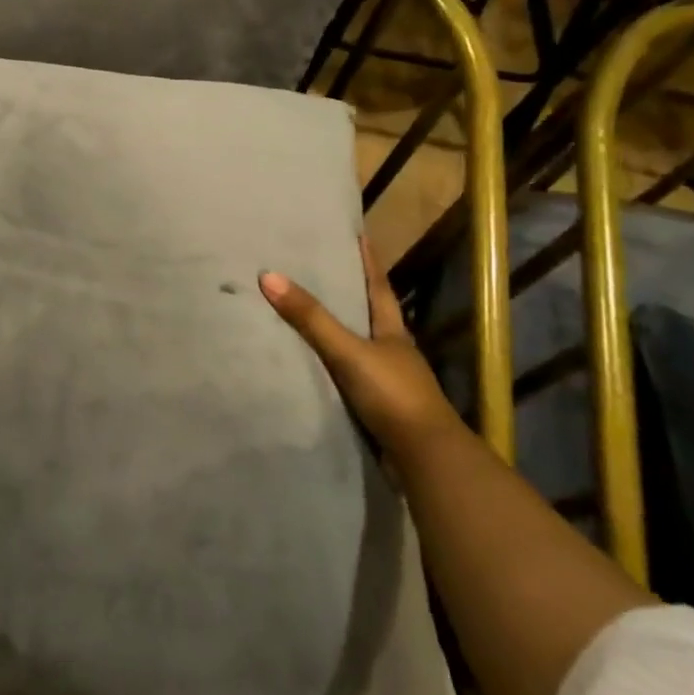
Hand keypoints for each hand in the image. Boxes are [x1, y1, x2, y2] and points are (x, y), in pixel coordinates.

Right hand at [260, 237, 460, 457]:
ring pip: (361, 348)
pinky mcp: (380, 409)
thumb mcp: (348, 351)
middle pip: (371, 315)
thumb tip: (269, 276)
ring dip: (341, 333)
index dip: (369, 262)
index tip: (361, 236)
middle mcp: (393, 352)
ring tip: (311, 316)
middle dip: (352, 294)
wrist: (425, 457)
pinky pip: (351, 378)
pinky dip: (335, 368)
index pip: (378, 287)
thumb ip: (311, 319)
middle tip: (325, 271)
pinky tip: (316, 368)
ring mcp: (389, 382)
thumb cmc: (392, 394)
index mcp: (392, 332)